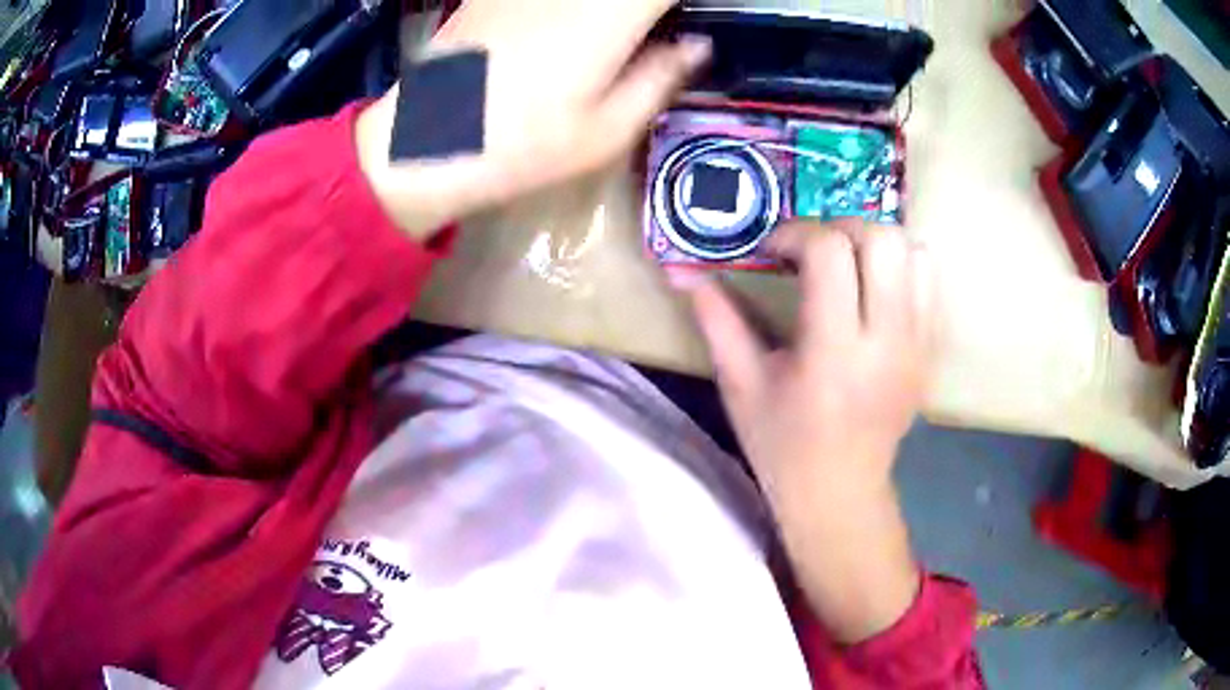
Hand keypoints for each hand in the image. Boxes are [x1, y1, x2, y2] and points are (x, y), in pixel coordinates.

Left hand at [356, 0, 709, 239]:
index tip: (680, 23)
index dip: (677, 6)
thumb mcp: (608, 131)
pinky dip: (568, 10)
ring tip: (612, 38)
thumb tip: (697, 44)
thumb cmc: (523, 147)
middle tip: (648, 32)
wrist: (423, 146)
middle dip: (642, 11)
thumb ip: (660, 77)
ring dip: (604, 12)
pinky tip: (562, 32)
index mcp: (609, 14)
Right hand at [680, 220, 935, 642]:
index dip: (795, 235)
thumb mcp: (741, 384)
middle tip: (812, 252)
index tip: (773, 252)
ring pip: (916, 252)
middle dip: (841, 229)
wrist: (840, 492)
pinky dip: (902, 268)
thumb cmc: (783, 445)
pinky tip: (873, 291)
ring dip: (877, 245)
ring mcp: (918, 345)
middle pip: (883, 239)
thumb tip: (680, 269)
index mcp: (833, 351)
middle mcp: (887, 341)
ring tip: (847, 267)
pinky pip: (930, 282)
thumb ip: (716, 319)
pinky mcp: (932, 351)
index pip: (830, 253)